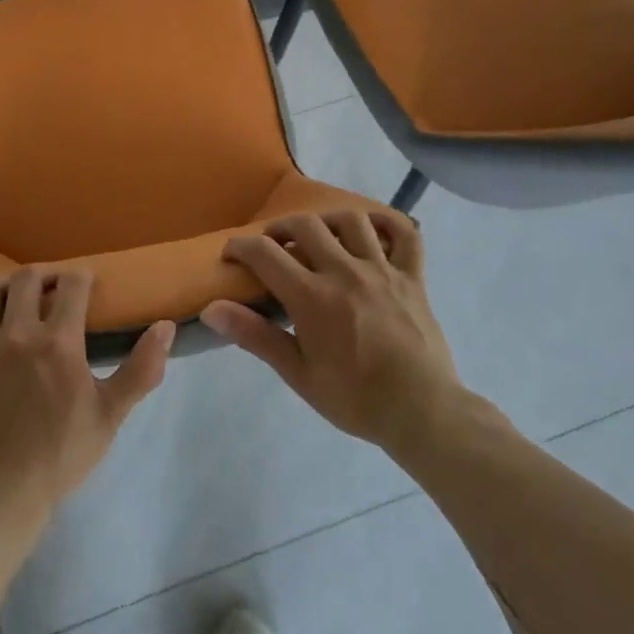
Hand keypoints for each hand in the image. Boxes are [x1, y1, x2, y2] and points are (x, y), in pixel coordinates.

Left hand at [0, 268, 173, 534]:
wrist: (1, 493)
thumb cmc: (60, 454)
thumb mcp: (110, 415)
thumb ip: (141, 369)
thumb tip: (166, 326)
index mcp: (58, 341)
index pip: (72, 285)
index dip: (81, 278)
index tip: (85, 286)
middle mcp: (16, 332)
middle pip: (25, 278)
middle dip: (41, 277)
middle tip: (48, 292)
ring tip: (8, 305)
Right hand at [202, 210, 463, 457]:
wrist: (423, 413)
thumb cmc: (355, 399)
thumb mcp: (298, 374)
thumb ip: (255, 336)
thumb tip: (211, 309)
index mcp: (312, 296)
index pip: (265, 253)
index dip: (240, 246)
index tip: (231, 254)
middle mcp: (345, 272)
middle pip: (306, 225)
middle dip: (280, 228)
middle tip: (272, 246)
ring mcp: (382, 270)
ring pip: (352, 220)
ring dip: (327, 220)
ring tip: (318, 235)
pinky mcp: (413, 278)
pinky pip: (405, 234)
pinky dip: (388, 223)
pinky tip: (372, 229)